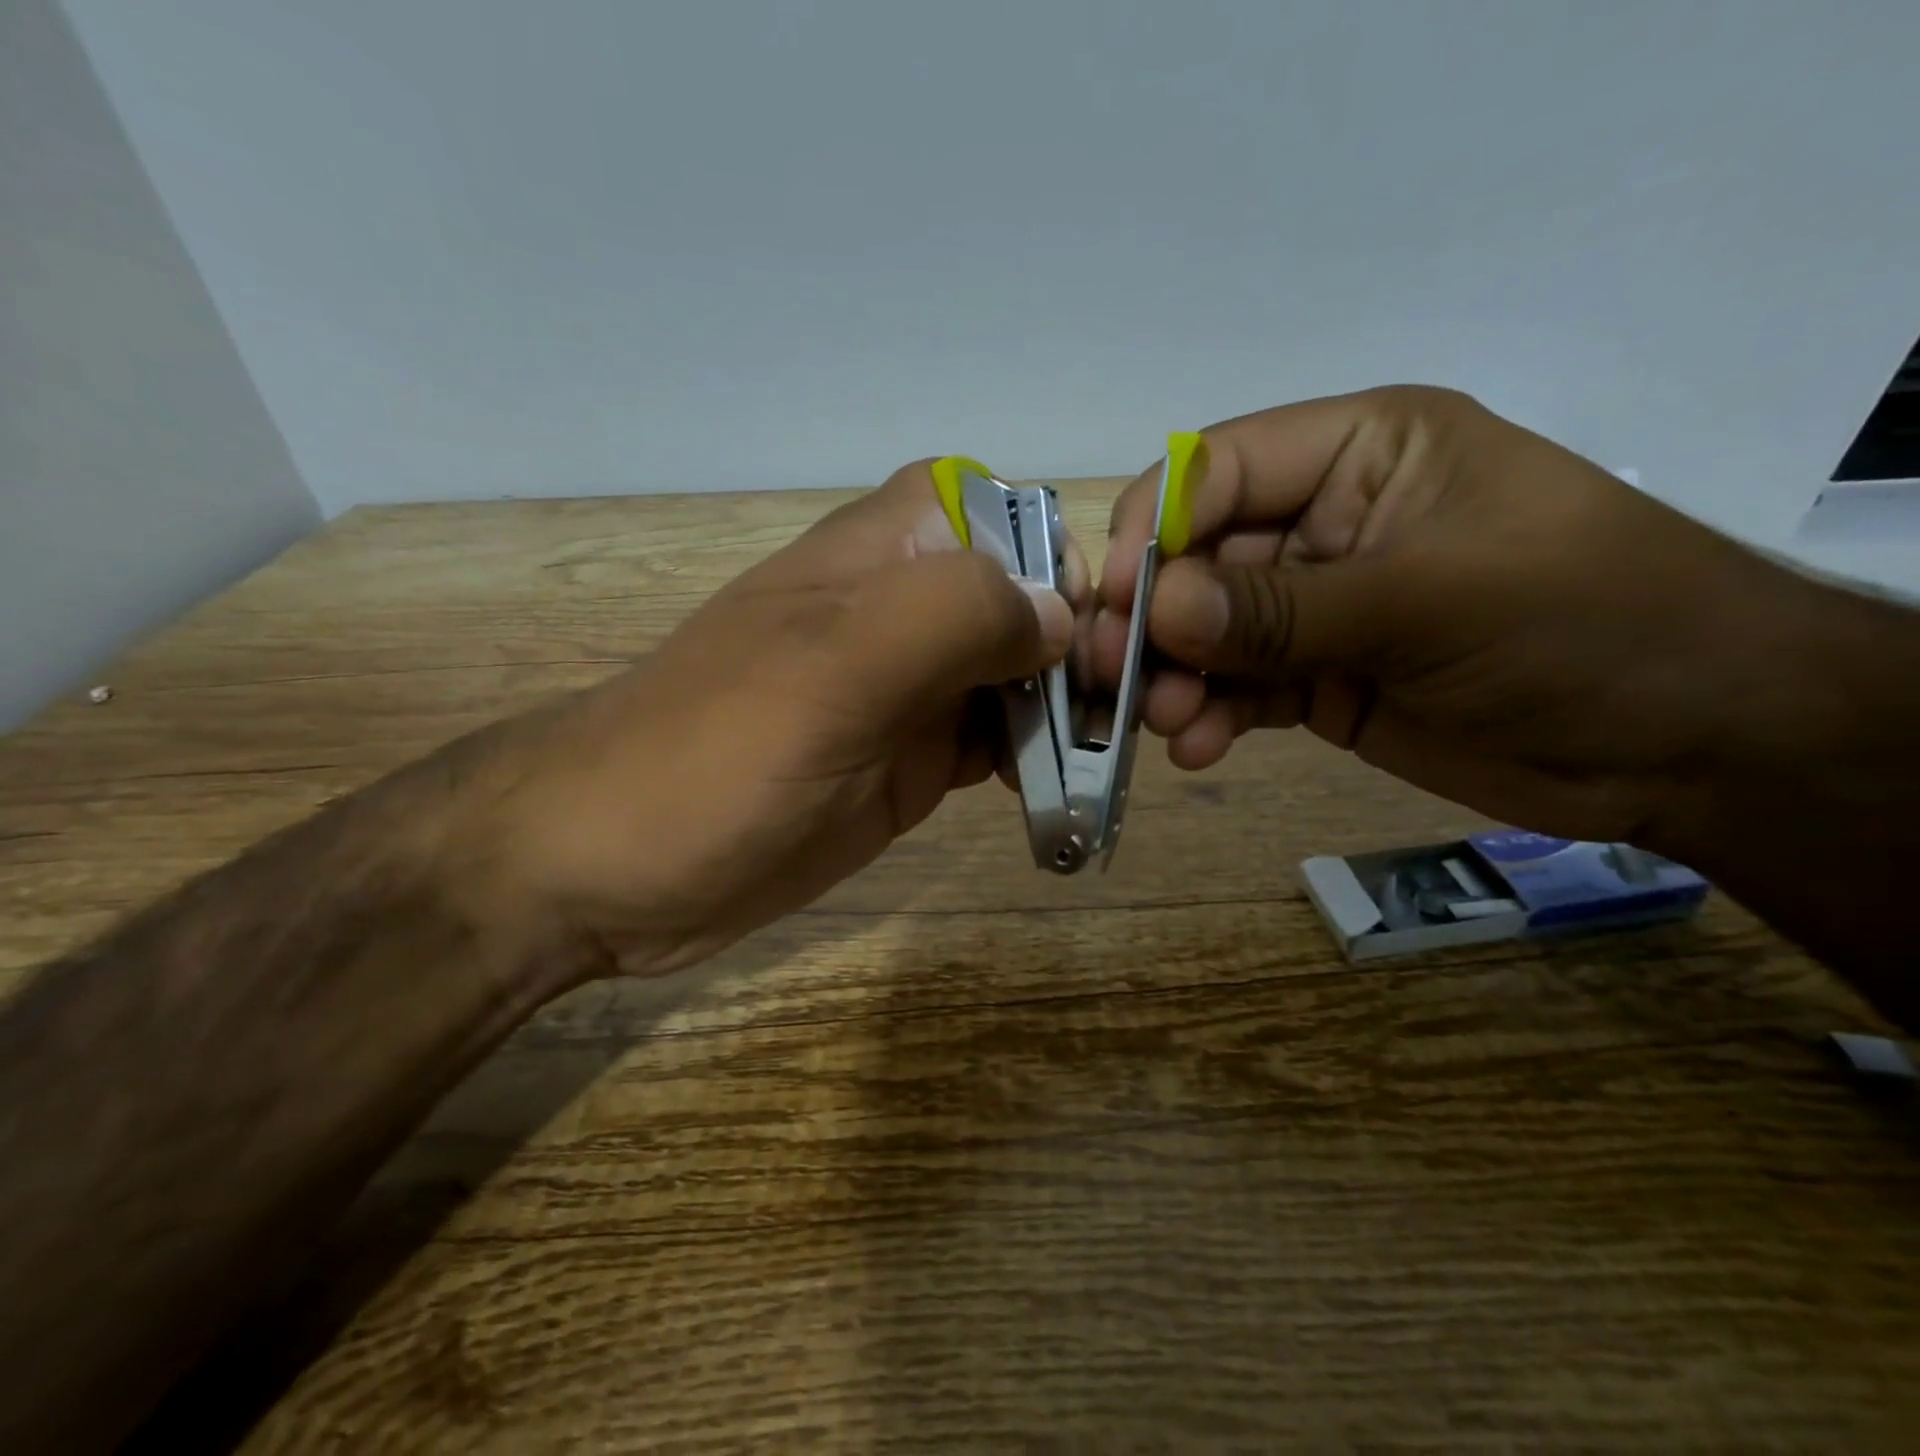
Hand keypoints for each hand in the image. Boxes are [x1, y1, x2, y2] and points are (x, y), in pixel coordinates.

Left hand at [454, 462, 1087, 980]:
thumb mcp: (833, 669)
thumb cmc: (712, 756)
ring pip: (1017, 675)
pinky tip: (1065, 791)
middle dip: (1082, 645)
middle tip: (1126, 716)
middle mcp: (904, 612)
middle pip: (1025, 600)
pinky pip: (993, 742)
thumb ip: (950, 618)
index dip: (1060, 559)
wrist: (611, 867)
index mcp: (884, 556)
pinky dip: (1034, 759)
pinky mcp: (906, 759)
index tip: (1102, 635)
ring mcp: (908, 691)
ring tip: (1110, 760)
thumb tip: (1059, 613)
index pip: (1004, 513)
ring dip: (1066, 708)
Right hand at [1092, 385, 1825, 846]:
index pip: (1217, 469)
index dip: (1155, 527)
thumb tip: (1157, 608)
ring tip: (1164, 722)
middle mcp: (1322, 522)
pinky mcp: (1316, 677)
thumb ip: (1282, 606)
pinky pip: (1238, 688)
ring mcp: (1315, 607)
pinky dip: (1211, 716)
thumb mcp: (1429, 600)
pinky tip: (1200, 748)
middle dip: (1151, 618)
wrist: (1690, 742)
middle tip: (1109, 674)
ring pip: (1207, 632)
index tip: (1113, 598)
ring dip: (1174, 676)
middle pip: (1197, 558)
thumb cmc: (1584, 624)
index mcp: (1358, 453)